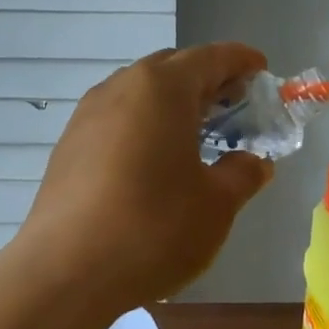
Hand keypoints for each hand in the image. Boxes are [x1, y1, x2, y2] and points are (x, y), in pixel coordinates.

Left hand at [18, 45, 275, 309]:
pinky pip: (117, 119)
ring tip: (195, 137)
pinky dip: (144, 126)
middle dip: (207, 81)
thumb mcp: (216, 204)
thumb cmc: (153, 227)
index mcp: (162, 88)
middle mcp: (121, 87)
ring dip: (172, 105)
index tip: (262, 71)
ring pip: (140, 93)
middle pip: (173, 68)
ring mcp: (88, 114)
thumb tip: (253, 162)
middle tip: (234, 110)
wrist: (65, 271)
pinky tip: (153, 163)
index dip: (242, 61)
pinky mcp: (69, 145)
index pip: (211, 56)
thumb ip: (243, 174)